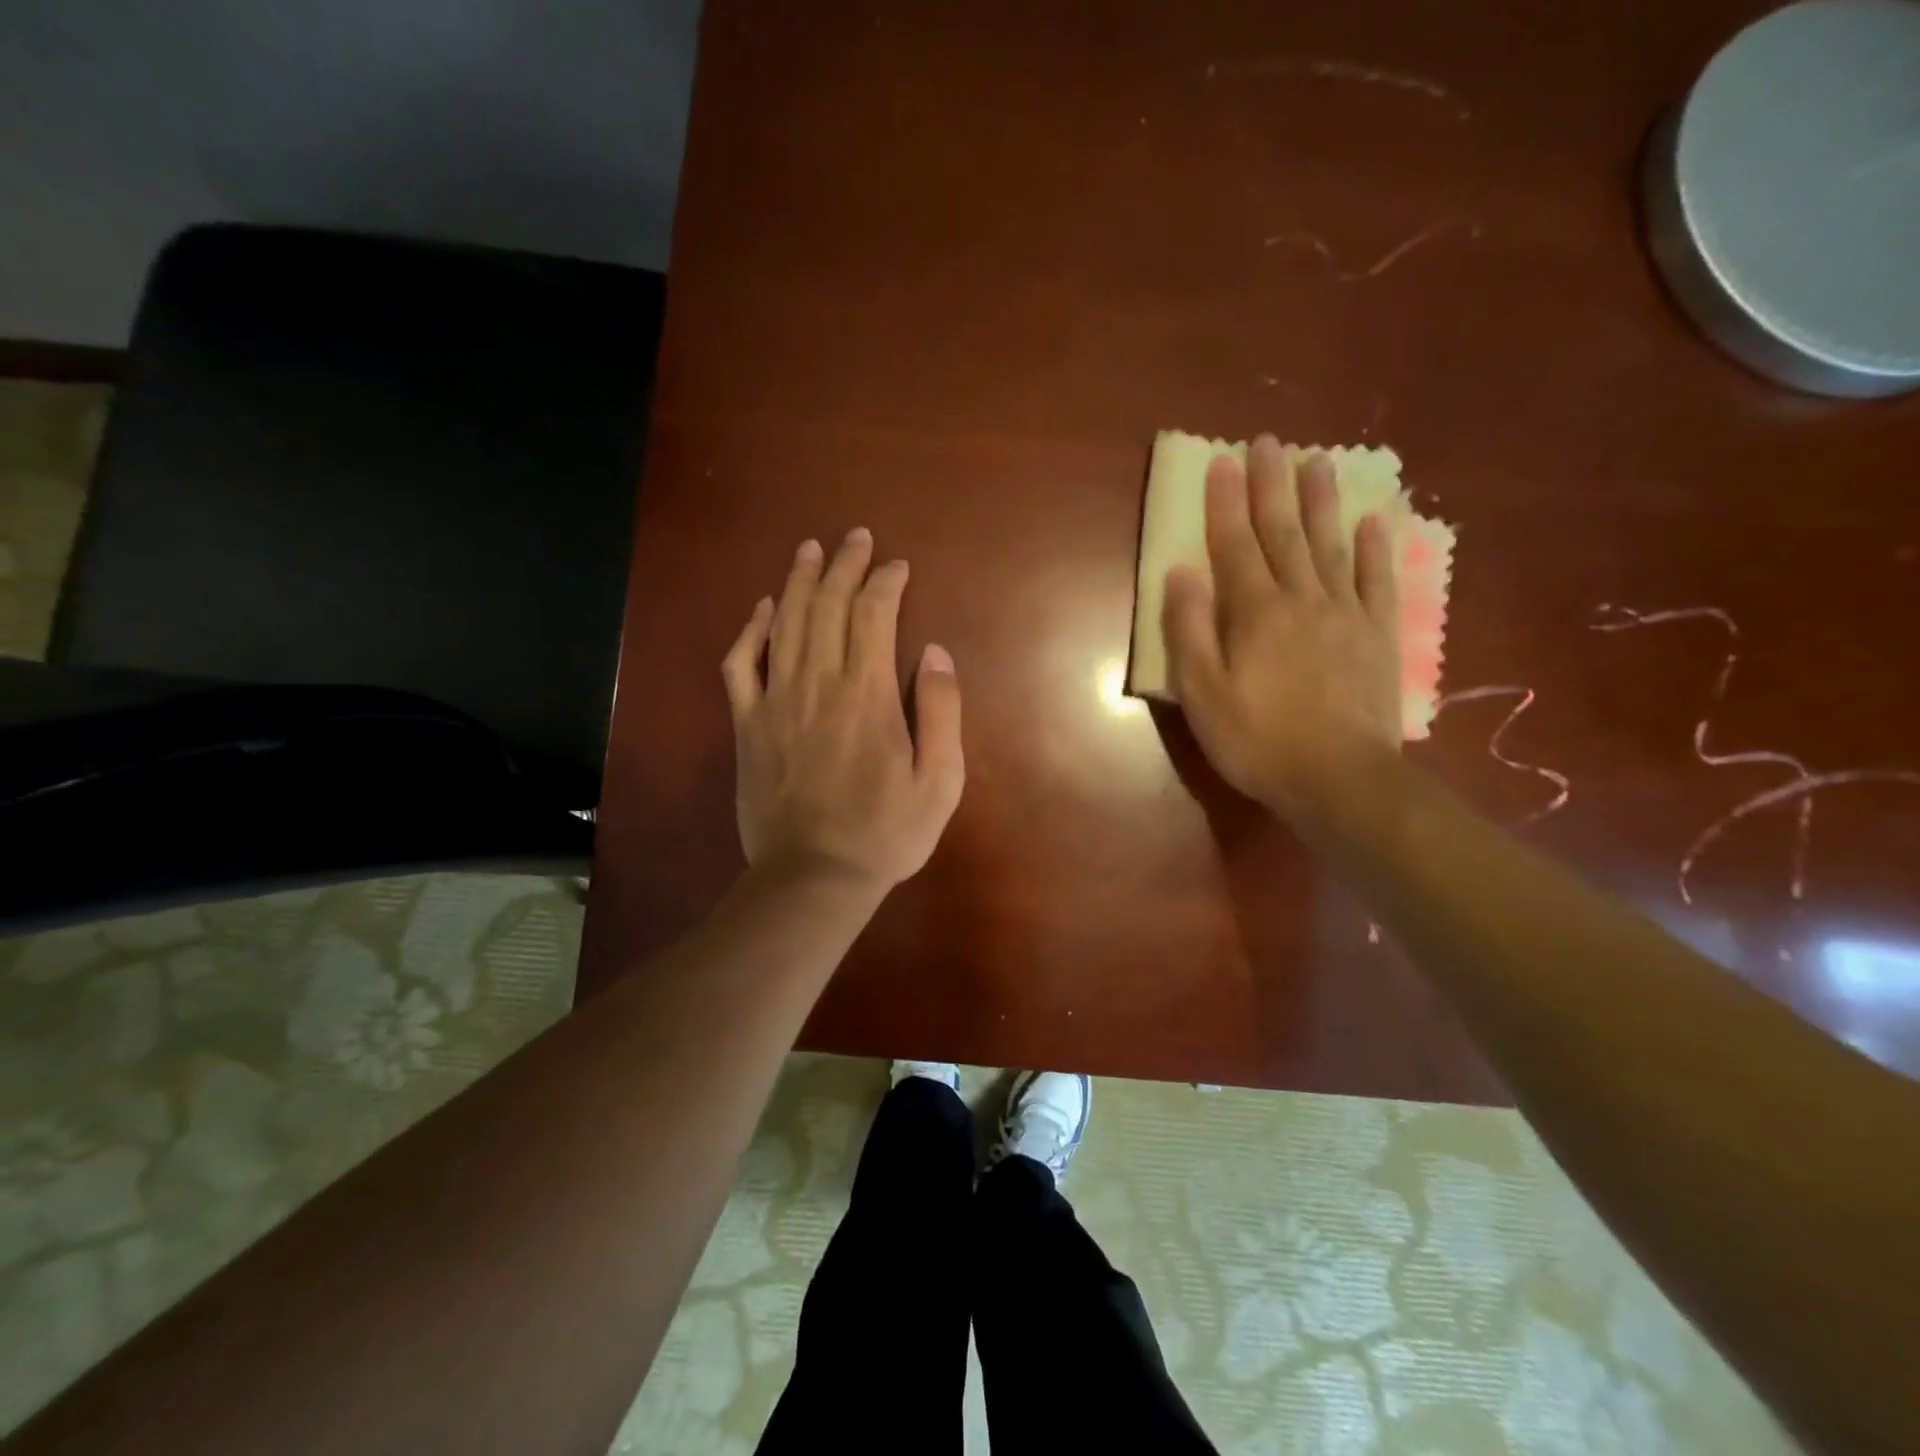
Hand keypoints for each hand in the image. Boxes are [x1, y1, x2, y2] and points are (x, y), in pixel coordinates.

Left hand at [722, 529, 964, 892]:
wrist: (814, 875)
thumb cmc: (886, 832)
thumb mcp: (940, 780)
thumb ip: (941, 710)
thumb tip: (936, 652)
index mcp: (869, 694)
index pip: (874, 614)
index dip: (886, 582)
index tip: (897, 566)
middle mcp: (819, 682)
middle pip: (828, 605)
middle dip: (844, 565)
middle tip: (854, 538)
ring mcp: (776, 700)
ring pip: (784, 622)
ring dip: (798, 581)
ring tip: (809, 550)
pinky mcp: (748, 723)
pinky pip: (741, 664)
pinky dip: (751, 629)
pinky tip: (763, 609)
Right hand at [1162, 435, 1399, 820]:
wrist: (1339, 778)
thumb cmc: (1257, 740)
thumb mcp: (1202, 693)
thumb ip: (1189, 631)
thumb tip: (1181, 572)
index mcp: (1254, 613)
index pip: (1234, 545)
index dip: (1225, 502)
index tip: (1222, 460)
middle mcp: (1301, 599)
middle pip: (1283, 533)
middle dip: (1272, 486)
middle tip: (1270, 441)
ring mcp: (1345, 614)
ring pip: (1330, 546)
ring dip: (1321, 502)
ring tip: (1319, 461)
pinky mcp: (1377, 636)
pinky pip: (1376, 581)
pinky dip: (1373, 549)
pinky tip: (1372, 521)